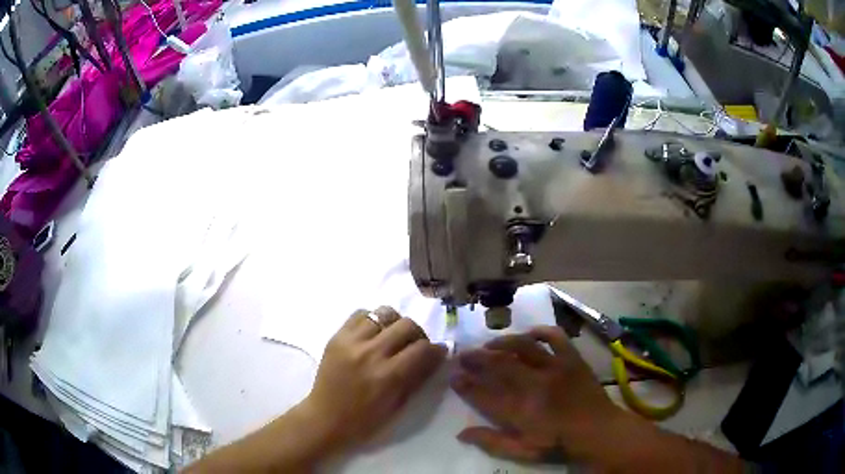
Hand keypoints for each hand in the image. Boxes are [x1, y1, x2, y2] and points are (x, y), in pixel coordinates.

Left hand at [300, 307, 446, 453]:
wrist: (325, 418)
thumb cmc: (365, 421)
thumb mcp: (398, 406)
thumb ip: (418, 377)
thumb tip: (437, 356)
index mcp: (387, 376)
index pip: (422, 348)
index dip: (437, 349)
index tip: (438, 352)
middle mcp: (370, 353)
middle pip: (406, 325)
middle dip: (418, 335)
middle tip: (415, 346)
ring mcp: (350, 342)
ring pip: (384, 313)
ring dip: (395, 324)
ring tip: (392, 338)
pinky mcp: (336, 336)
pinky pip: (360, 314)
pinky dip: (372, 320)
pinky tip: (373, 335)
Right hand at [451, 325, 628, 462]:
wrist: (597, 430)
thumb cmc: (558, 443)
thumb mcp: (523, 451)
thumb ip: (492, 442)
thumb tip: (461, 433)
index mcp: (521, 410)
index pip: (485, 394)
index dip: (466, 384)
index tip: (453, 376)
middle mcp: (535, 385)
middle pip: (499, 365)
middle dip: (476, 359)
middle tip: (463, 355)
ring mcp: (555, 368)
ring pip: (523, 346)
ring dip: (502, 343)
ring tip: (489, 344)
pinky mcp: (572, 359)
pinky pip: (556, 337)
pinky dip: (541, 332)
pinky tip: (529, 334)